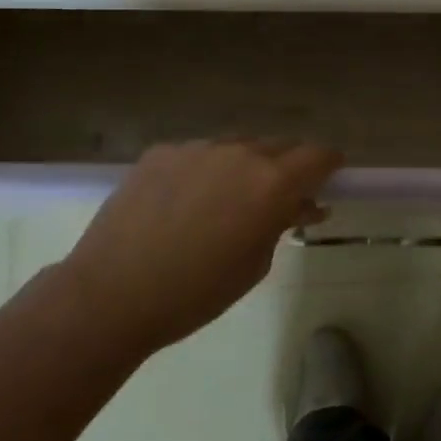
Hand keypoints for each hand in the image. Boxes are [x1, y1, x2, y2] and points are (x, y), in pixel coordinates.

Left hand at [58, 140, 340, 354]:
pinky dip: (205, 170)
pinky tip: (184, 202)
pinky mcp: (162, 151)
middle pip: (280, 145)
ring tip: (227, 201)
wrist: (110, 295)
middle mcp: (240, 153)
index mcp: (272, 182)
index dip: (329, 164)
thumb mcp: (256, 264)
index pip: (319, 155)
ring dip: (245, 166)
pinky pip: (199, 153)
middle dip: (288, 166)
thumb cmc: (195, 293)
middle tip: (279, 197)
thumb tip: (302, 205)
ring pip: (238, 147)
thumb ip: (282, 224)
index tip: (329, 177)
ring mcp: (198, 147)